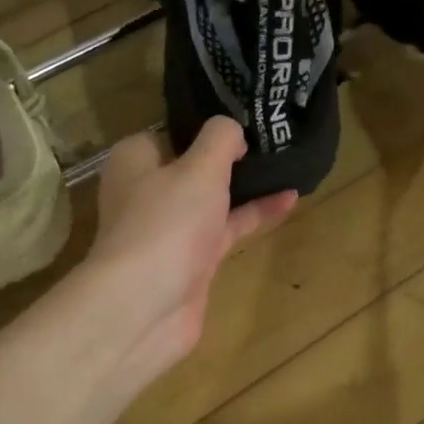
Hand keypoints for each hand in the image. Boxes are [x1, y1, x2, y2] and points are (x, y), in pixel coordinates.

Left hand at [84, 117, 295, 385]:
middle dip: (229, 155)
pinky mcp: (192, 259)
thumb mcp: (199, 168)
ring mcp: (170, 228)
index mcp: (135, 160)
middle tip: (273, 136)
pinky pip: (226, 228)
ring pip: (212, 198)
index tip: (243, 117)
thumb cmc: (167, 223)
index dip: (204, 124)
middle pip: (192, 164)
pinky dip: (253, 214)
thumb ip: (220, 139)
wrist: (145, 307)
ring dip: (246, 185)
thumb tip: (232, 128)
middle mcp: (148, 191)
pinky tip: (289, 201)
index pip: (169, 131)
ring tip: (289, 163)